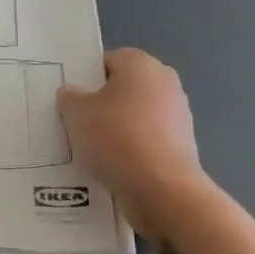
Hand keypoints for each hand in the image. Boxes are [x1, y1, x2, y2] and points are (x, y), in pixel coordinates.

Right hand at [57, 49, 205, 234]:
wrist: (163, 190)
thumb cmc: (117, 138)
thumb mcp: (76, 113)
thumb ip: (70, 98)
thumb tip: (72, 94)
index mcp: (140, 62)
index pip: (107, 62)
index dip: (87, 81)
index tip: (73, 103)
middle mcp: (165, 82)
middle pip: (124, 89)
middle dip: (104, 106)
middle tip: (80, 126)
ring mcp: (179, 115)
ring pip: (137, 117)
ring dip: (120, 131)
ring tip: (96, 153)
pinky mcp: (184, 147)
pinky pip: (149, 142)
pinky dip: (135, 152)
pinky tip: (117, 169)